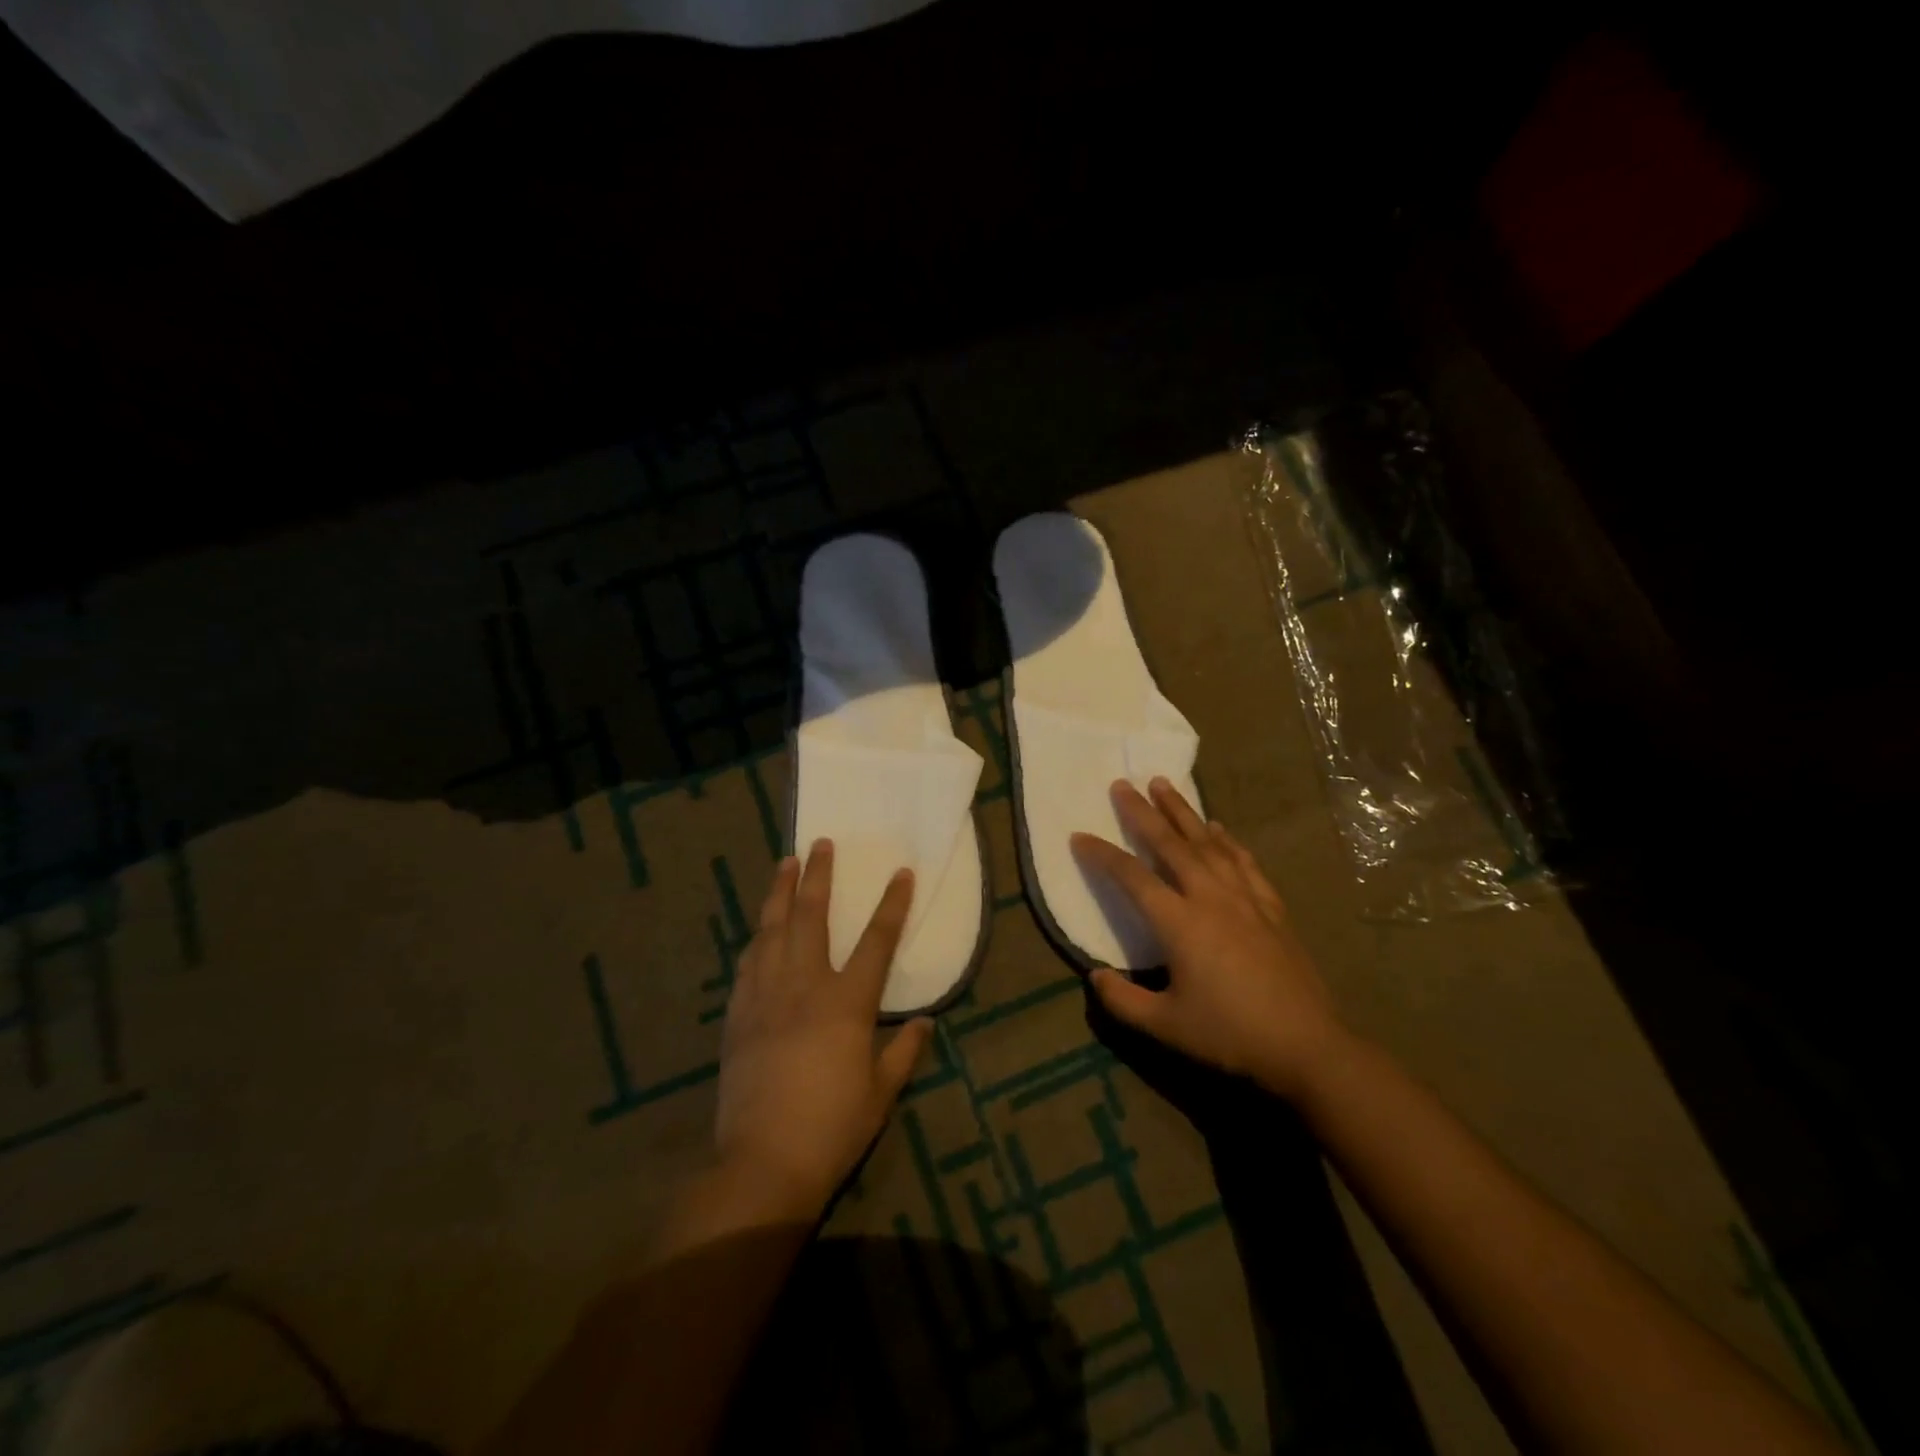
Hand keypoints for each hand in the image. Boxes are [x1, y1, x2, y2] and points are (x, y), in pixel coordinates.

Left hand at [714, 840, 933, 1217]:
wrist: (761, 1162)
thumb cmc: (831, 1128)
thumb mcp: (880, 1094)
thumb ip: (904, 1052)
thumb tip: (926, 1022)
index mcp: (847, 1003)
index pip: (877, 941)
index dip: (892, 905)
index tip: (901, 873)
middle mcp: (805, 986)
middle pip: (812, 917)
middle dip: (819, 877)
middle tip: (821, 843)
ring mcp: (766, 997)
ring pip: (772, 930)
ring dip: (780, 893)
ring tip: (785, 864)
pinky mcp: (738, 1015)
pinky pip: (747, 963)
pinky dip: (757, 937)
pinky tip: (759, 928)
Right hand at [1072, 778, 1349, 1100]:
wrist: (1307, 1046)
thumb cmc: (1230, 1034)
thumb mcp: (1165, 1027)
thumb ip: (1122, 1001)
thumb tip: (1095, 976)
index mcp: (1180, 923)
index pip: (1131, 877)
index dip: (1102, 855)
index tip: (1079, 836)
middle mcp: (1210, 898)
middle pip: (1170, 844)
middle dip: (1143, 812)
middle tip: (1123, 784)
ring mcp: (1245, 898)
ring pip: (1208, 843)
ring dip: (1183, 812)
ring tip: (1165, 785)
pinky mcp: (1271, 907)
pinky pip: (1244, 862)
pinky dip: (1228, 841)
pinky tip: (1218, 828)